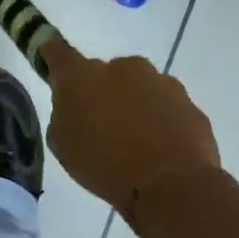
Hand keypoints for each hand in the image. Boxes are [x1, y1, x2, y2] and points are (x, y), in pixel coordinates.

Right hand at [41, 41, 221, 229]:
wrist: (171, 186)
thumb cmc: (105, 166)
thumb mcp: (63, 145)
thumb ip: (64, 114)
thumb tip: (75, 105)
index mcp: (82, 75)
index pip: (57, 51)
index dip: (51, 56)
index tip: (51, 66)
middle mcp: (121, 67)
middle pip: (104, 72)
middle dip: (101, 92)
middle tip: (101, 126)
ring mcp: (159, 81)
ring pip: (138, 88)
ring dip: (133, 106)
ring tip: (136, 144)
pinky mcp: (187, 101)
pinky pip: (165, 106)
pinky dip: (160, 121)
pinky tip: (160, 150)